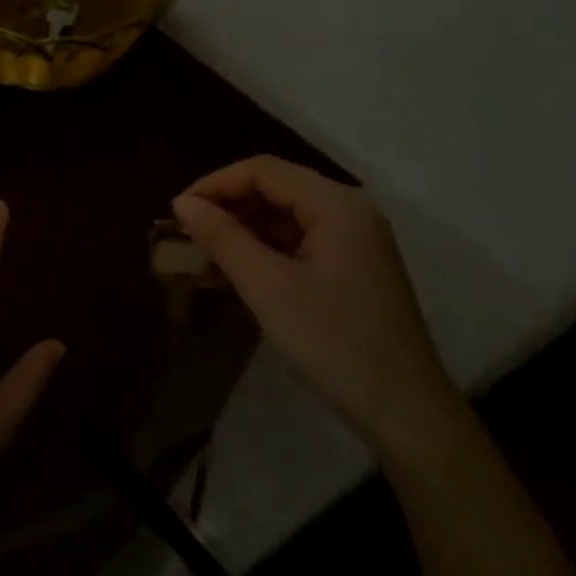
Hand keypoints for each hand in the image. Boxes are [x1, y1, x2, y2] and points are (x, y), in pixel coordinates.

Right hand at [173, 156, 464, 453]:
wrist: (400, 405)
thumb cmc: (331, 340)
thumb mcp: (268, 287)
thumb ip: (223, 238)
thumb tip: (183, 204)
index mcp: (336, 204)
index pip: (264, 170)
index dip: (215, 184)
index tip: (176, 212)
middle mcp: (349, 211)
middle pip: (277, 190)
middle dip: (227, 208)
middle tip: (185, 235)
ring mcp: (354, 240)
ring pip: (286, 218)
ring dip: (242, 232)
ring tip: (200, 255)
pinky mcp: (352, 268)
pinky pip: (299, 244)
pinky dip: (264, 252)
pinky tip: (232, 273)